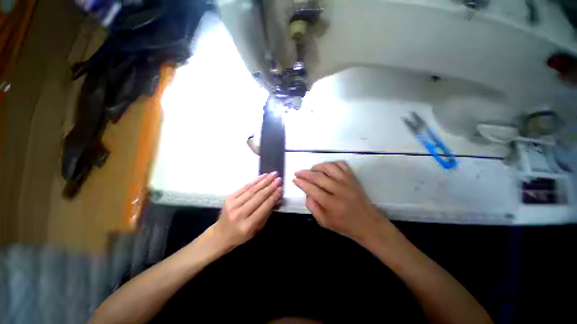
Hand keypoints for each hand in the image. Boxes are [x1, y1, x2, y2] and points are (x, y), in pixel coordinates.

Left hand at [213, 172, 281, 247]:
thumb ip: (267, 213)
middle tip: (279, 179)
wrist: (221, 234)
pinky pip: (244, 187)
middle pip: (258, 197)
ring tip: (272, 174)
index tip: (281, 188)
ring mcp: (232, 205)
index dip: (273, 197)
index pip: (264, 207)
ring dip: (264, 181)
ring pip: (252, 190)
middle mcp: (239, 214)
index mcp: (247, 225)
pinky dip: (255, 180)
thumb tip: (277, 198)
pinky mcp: (229, 198)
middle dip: (270, 186)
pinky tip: (262, 176)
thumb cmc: (242, 234)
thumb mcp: (257, 228)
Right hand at [293, 161, 387, 242]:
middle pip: (318, 176)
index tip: (294, 179)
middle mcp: (340, 190)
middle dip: (305, 173)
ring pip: (329, 167)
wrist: (368, 224)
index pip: (312, 189)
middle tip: (298, 172)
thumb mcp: (324, 222)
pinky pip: (341, 164)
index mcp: (332, 204)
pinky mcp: (353, 178)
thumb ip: (312, 206)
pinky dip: (331, 164)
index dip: (301, 183)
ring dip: (317, 167)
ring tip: (311, 170)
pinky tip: (326, 169)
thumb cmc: (344, 225)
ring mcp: (347, 182)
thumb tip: (306, 192)